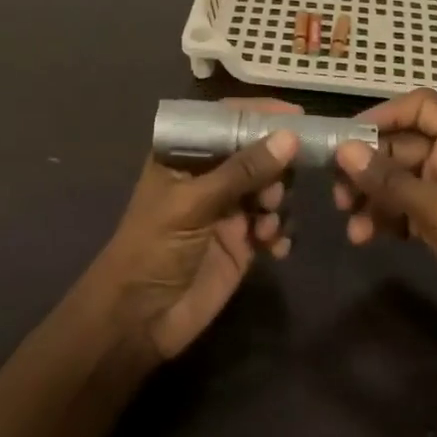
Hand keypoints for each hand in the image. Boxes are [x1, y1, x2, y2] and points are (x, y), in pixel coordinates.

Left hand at [94, 99, 298, 362]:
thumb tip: (289, 138)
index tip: (297, 115)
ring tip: (267, 224)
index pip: (226, 119)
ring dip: (278, 201)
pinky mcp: (243, 243)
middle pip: (256, 152)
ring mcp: (229, 209)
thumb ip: (241, 171)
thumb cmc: (153, 248)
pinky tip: (275, 247)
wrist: (138, 321)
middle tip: (277, 188)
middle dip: (275, 165)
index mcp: (186, 155)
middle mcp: (210, 176)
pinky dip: (281, 232)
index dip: (260, 114)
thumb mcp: (193, 204)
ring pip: (271, 188)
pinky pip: (275, 225)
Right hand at [334, 89, 436, 352]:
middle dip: (368, 165)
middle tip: (337, 190)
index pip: (421, 107)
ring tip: (348, 220)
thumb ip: (391, 180)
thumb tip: (345, 150)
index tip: (347, 137)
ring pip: (399, 181)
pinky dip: (385, 219)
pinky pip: (405, 210)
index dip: (384, 115)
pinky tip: (365, 237)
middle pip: (402, 146)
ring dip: (372, 196)